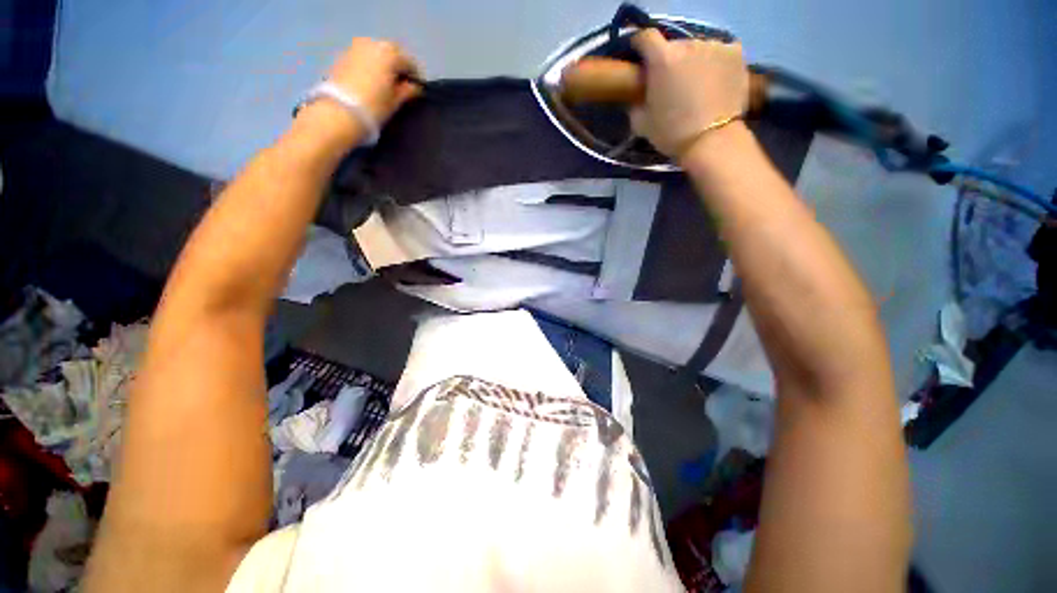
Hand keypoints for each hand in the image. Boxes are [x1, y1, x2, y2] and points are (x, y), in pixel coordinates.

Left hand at [327, 38, 421, 126]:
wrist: (340, 111)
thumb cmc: (374, 107)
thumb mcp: (396, 101)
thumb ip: (408, 91)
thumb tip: (415, 87)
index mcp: (390, 54)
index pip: (410, 62)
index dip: (416, 76)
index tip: (418, 89)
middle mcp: (373, 44)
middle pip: (392, 53)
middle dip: (399, 67)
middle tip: (403, 85)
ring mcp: (356, 47)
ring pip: (377, 53)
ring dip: (384, 65)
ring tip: (387, 83)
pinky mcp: (343, 55)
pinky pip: (364, 57)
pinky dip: (371, 65)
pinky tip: (372, 81)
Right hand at [629, 30, 748, 157]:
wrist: (711, 141)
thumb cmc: (672, 133)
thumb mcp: (642, 124)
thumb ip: (636, 103)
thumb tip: (638, 95)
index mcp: (662, 59)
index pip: (645, 37)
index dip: (640, 46)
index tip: (641, 58)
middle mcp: (688, 44)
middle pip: (673, 45)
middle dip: (669, 59)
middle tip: (671, 81)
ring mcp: (714, 45)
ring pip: (697, 48)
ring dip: (693, 61)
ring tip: (696, 83)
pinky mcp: (736, 52)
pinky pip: (720, 51)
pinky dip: (715, 61)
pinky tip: (715, 79)